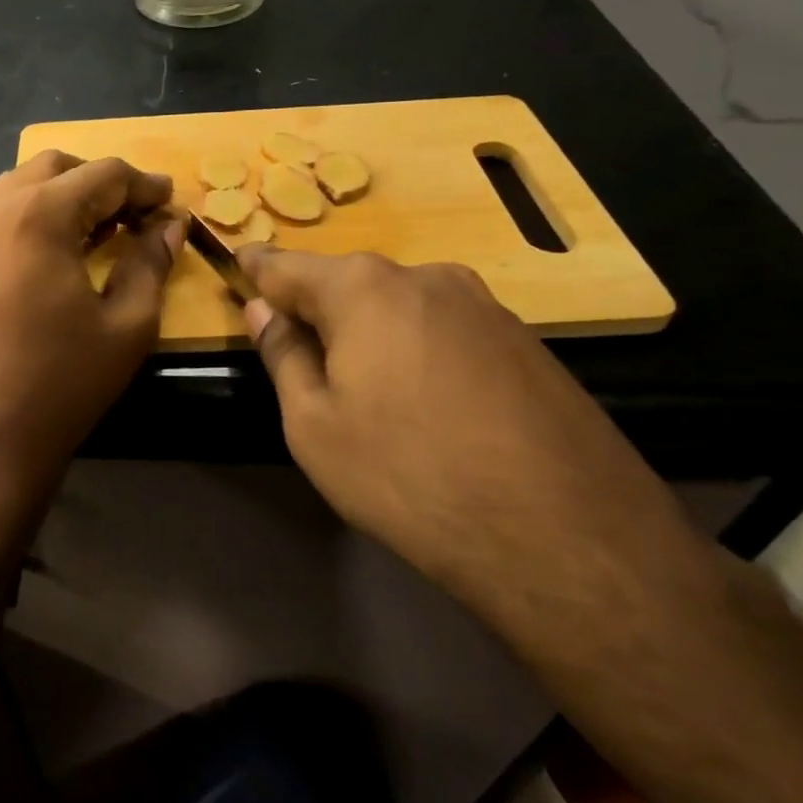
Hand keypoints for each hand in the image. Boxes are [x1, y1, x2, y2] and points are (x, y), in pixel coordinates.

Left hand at [0, 151, 183, 553]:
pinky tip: (66, 248)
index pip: (103, 174)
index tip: (172, 203)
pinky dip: (40, 214)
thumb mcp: (126, 324)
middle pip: (58, 168)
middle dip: (104, 183)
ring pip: (26, 185)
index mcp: (38, 214)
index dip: (144, 185)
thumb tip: (168, 227)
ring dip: (69, 195)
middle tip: (141, 215)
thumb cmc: (61, 382)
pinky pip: (5, 212)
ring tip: (106, 229)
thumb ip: (151, 262)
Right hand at [236, 246, 683, 610]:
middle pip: (349, 283)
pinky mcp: (527, 342)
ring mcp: (485, 307)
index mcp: (364, 289)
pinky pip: (447, 332)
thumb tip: (262, 311)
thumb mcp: (315, 426)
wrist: (566, 536)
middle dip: (318, 309)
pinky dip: (420, 352)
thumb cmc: (408, 475)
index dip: (257, 269)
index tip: (237, 266)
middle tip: (300, 353)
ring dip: (372, 333)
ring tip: (368, 392)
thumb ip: (283, 355)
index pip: (287, 266)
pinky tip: (429, 408)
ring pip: (401, 308)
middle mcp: (426, 277)